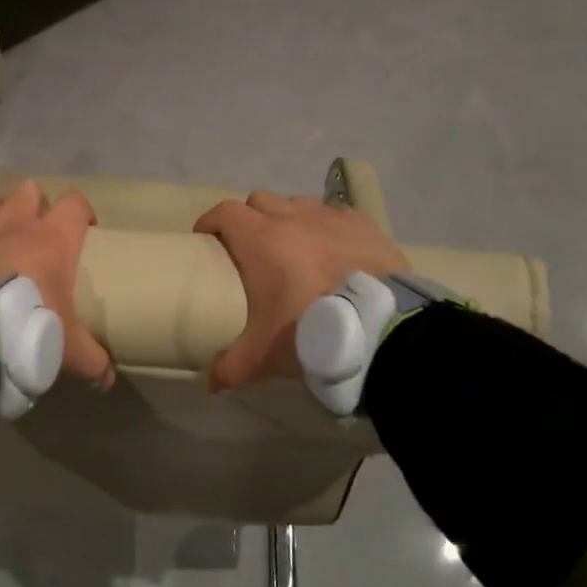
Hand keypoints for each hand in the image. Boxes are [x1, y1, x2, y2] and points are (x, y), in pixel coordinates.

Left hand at [0, 180, 114, 387]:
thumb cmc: (24, 333)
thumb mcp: (67, 352)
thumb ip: (92, 362)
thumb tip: (108, 380)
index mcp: (52, 240)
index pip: (75, 204)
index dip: (81, 212)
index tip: (84, 230)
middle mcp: (12, 221)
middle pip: (28, 190)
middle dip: (32, 205)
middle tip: (32, 234)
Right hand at [194, 191, 408, 392]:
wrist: (382, 328)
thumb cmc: (310, 330)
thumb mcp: (264, 355)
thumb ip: (232, 367)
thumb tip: (211, 383)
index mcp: (260, 240)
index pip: (225, 212)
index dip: (210, 222)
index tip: (205, 240)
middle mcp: (292, 217)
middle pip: (259, 202)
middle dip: (249, 219)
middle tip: (249, 248)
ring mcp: (330, 217)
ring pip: (297, 204)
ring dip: (288, 218)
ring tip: (293, 247)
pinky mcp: (363, 225)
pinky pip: (335, 215)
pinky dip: (326, 227)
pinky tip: (332, 249)